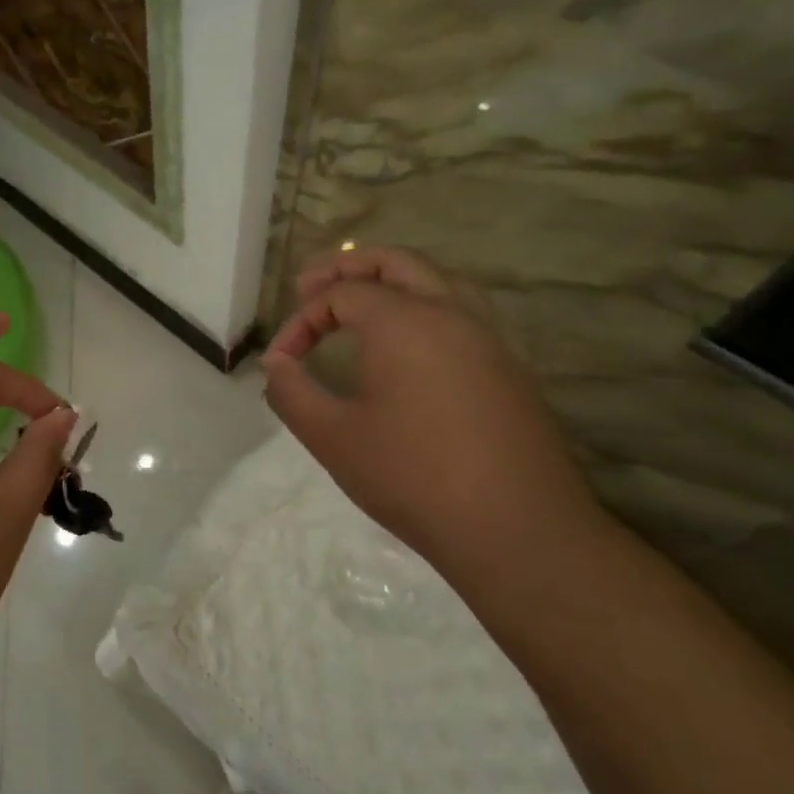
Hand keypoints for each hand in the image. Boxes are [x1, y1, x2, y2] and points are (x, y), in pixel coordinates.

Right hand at [262, 248, 605, 565]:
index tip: (281, 362)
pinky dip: (424, 305)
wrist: (517, 530)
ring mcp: (488, 338)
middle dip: (346, 268)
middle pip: (395, 262)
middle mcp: (451, 313)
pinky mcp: (509, 367)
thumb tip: (277, 365)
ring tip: (360, 302)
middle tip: (309, 287)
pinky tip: (409, 345)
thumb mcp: (332, 437)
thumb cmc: (413, 478)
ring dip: (391, 280)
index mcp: (404, 322)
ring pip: (437, 279)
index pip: (341, 294)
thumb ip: (292, 392)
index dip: (301, 321)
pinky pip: (461, 311)